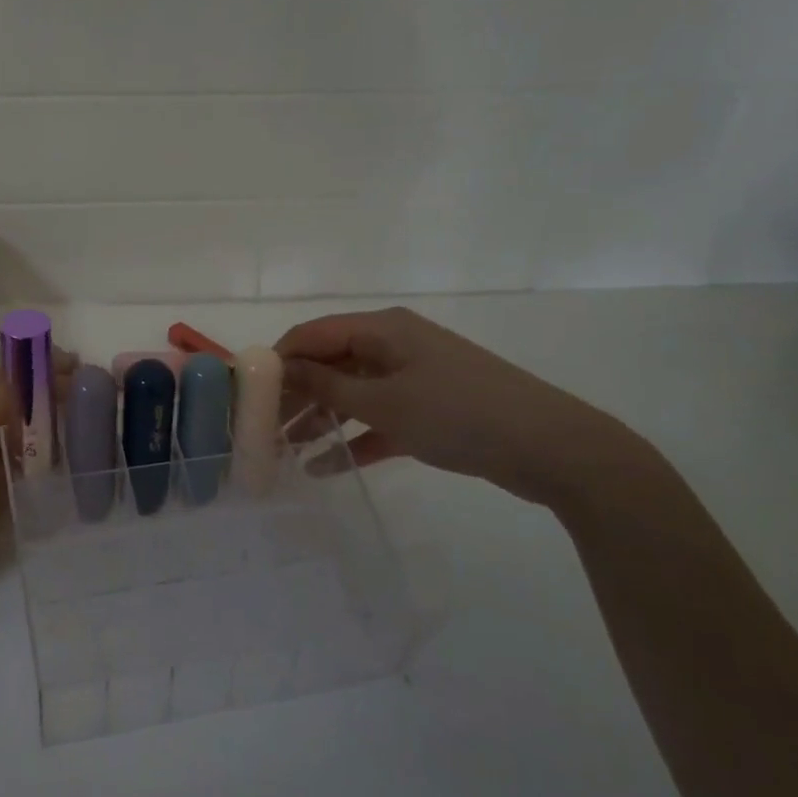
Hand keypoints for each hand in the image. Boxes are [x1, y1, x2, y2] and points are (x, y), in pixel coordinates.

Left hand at [0, 357, 70, 607]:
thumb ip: (17, 464)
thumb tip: (39, 439)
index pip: (22, 384)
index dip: (58, 381)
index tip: (90, 382)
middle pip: (0, 372)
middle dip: (39, 371)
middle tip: (77, 381)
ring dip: (15, 384)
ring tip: (49, 400)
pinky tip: (7, 423)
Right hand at [276, 306, 640, 507]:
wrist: (551, 448)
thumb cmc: (458, 413)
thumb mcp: (384, 401)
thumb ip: (327, 385)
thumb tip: (281, 368)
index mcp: (382, 328)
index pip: (312, 334)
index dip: (277, 360)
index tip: (247, 393)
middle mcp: (394, 345)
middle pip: (329, 363)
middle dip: (296, 394)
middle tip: (262, 429)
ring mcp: (413, 377)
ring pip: (352, 392)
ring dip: (320, 419)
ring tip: (285, 453)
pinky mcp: (429, 408)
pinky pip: (379, 418)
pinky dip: (354, 438)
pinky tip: (325, 468)